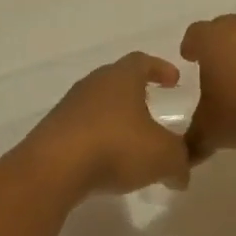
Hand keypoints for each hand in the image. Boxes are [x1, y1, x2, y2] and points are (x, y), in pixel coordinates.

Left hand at [16, 52, 190, 199]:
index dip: (160, 68)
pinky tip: (107, 159)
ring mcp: (70, 106)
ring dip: (117, 118)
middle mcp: (94, 84)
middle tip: (154, 107)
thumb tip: (182, 173)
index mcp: (121, 77)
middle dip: (138, 92)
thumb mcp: (164, 156)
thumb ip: (181, 161)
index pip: (143, 61)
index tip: (174, 80)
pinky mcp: (54, 131)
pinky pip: (84, 128)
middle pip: (118, 80)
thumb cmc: (116, 146)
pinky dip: (99, 138)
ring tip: (132, 140)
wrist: (54, 168)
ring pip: (99, 105)